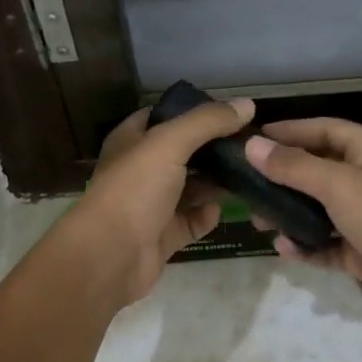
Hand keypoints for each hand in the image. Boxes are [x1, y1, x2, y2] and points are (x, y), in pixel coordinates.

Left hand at [63, 98, 254, 305]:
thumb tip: (247, 105)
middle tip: (251, 144)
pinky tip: (224, 209)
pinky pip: (193, 220)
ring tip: (251, 173)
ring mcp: (152, 205)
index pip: (164, 116)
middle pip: (183, 153)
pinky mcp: (164, 235)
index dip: (194, 111)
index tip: (231, 112)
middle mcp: (141, 170)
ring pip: (191, 188)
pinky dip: (208, 215)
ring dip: (217, 182)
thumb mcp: (169, 143)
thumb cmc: (134, 190)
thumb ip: (207, 122)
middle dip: (214, 149)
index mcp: (132, 141)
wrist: (110, 256)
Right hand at [246, 118, 361, 328]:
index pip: (325, 131)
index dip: (291, 131)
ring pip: (318, 211)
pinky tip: (284, 248)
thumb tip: (252, 146)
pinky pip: (325, 245)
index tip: (254, 138)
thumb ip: (293, 166)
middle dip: (284, 178)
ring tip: (259, 221)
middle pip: (318, 171)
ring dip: (290, 215)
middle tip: (248, 186)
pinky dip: (305, 246)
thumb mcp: (338, 184)